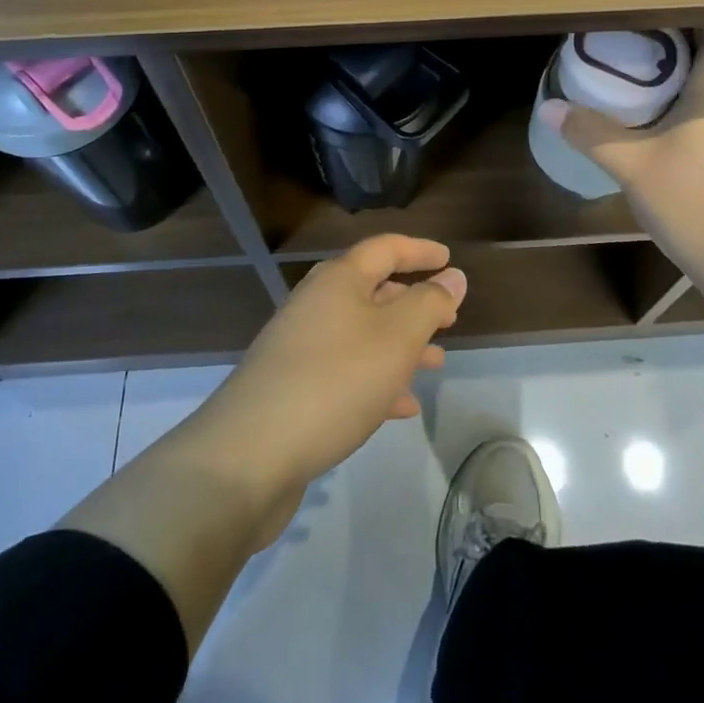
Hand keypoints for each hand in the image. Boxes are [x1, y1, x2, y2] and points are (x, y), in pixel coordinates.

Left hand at [182, 234, 465, 540]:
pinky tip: (402, 407)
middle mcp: (317, 303)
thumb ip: (429, 304)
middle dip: (413, 303)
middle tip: (449, 320)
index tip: (449, 259)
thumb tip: (453, 276)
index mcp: (339, 280)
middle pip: (373, 290)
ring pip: (362, 334)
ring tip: (435, 364)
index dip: (420, 251)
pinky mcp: (294, 387)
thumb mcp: (396, 338)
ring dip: (400, 345)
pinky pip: (346, 371)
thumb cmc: (334, 381)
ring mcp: (301, 346)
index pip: (385, 248)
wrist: (250, 454)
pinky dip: (377, 380)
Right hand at [537, 26, 703, 257]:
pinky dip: (691, 107)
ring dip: (691, 78)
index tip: (658, 12)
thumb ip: (590, 133)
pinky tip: (661, 121)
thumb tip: (549, 106)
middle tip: (645, 40)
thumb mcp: (632, 165)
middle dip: (689, 46)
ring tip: (648, 73)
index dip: (696, 20)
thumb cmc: (693, 201)